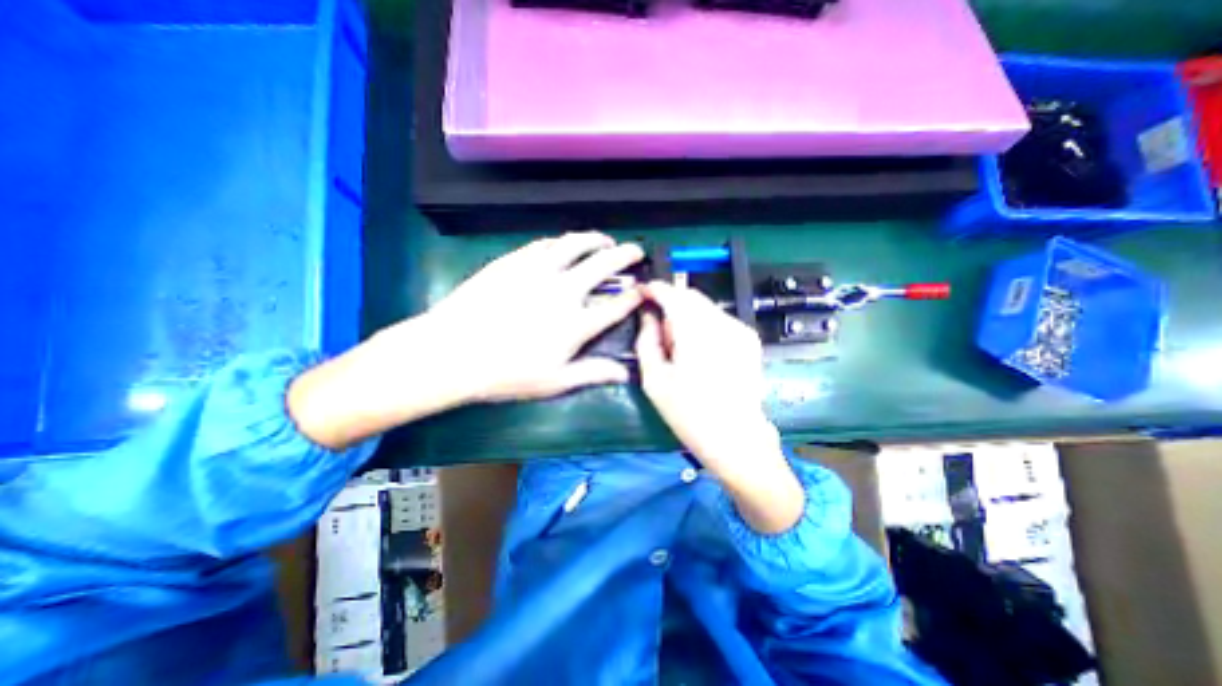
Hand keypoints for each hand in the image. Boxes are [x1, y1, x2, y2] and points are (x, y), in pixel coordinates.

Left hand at [290, 234, 642, 451]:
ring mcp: (538, 271)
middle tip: (635, 251)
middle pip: (603, 265)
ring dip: (595, 239)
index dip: (634, 296)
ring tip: (604, 240)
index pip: (616, 305)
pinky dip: (562, 242)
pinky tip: (565, 244)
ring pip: (575, 244)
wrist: (452, 352)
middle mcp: (564, 291)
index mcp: (576, 323)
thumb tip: (625, 373)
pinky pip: (545, 244)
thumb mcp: (554, 381)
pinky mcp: (515, 261)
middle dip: (625, 255)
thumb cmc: (506, 373)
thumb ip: (593, 373)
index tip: (642, 291)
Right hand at [640, 281, 803, 532]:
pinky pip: (718, 318)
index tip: (641, 293)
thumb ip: (646, 340)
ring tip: (679, 347)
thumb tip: (647, 315)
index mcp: (696, 334)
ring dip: (685, 315)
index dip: (653, 289)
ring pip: (704, 306)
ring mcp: (740, 330)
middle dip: (670, 303)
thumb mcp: (654, 380)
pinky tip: (699, 351)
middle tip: (658, 331)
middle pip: (689, 295)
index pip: (672, 294)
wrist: (737, 439)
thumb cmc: (690, 415)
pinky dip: (702, 324)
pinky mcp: (749, 339)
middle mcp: (722, 324)